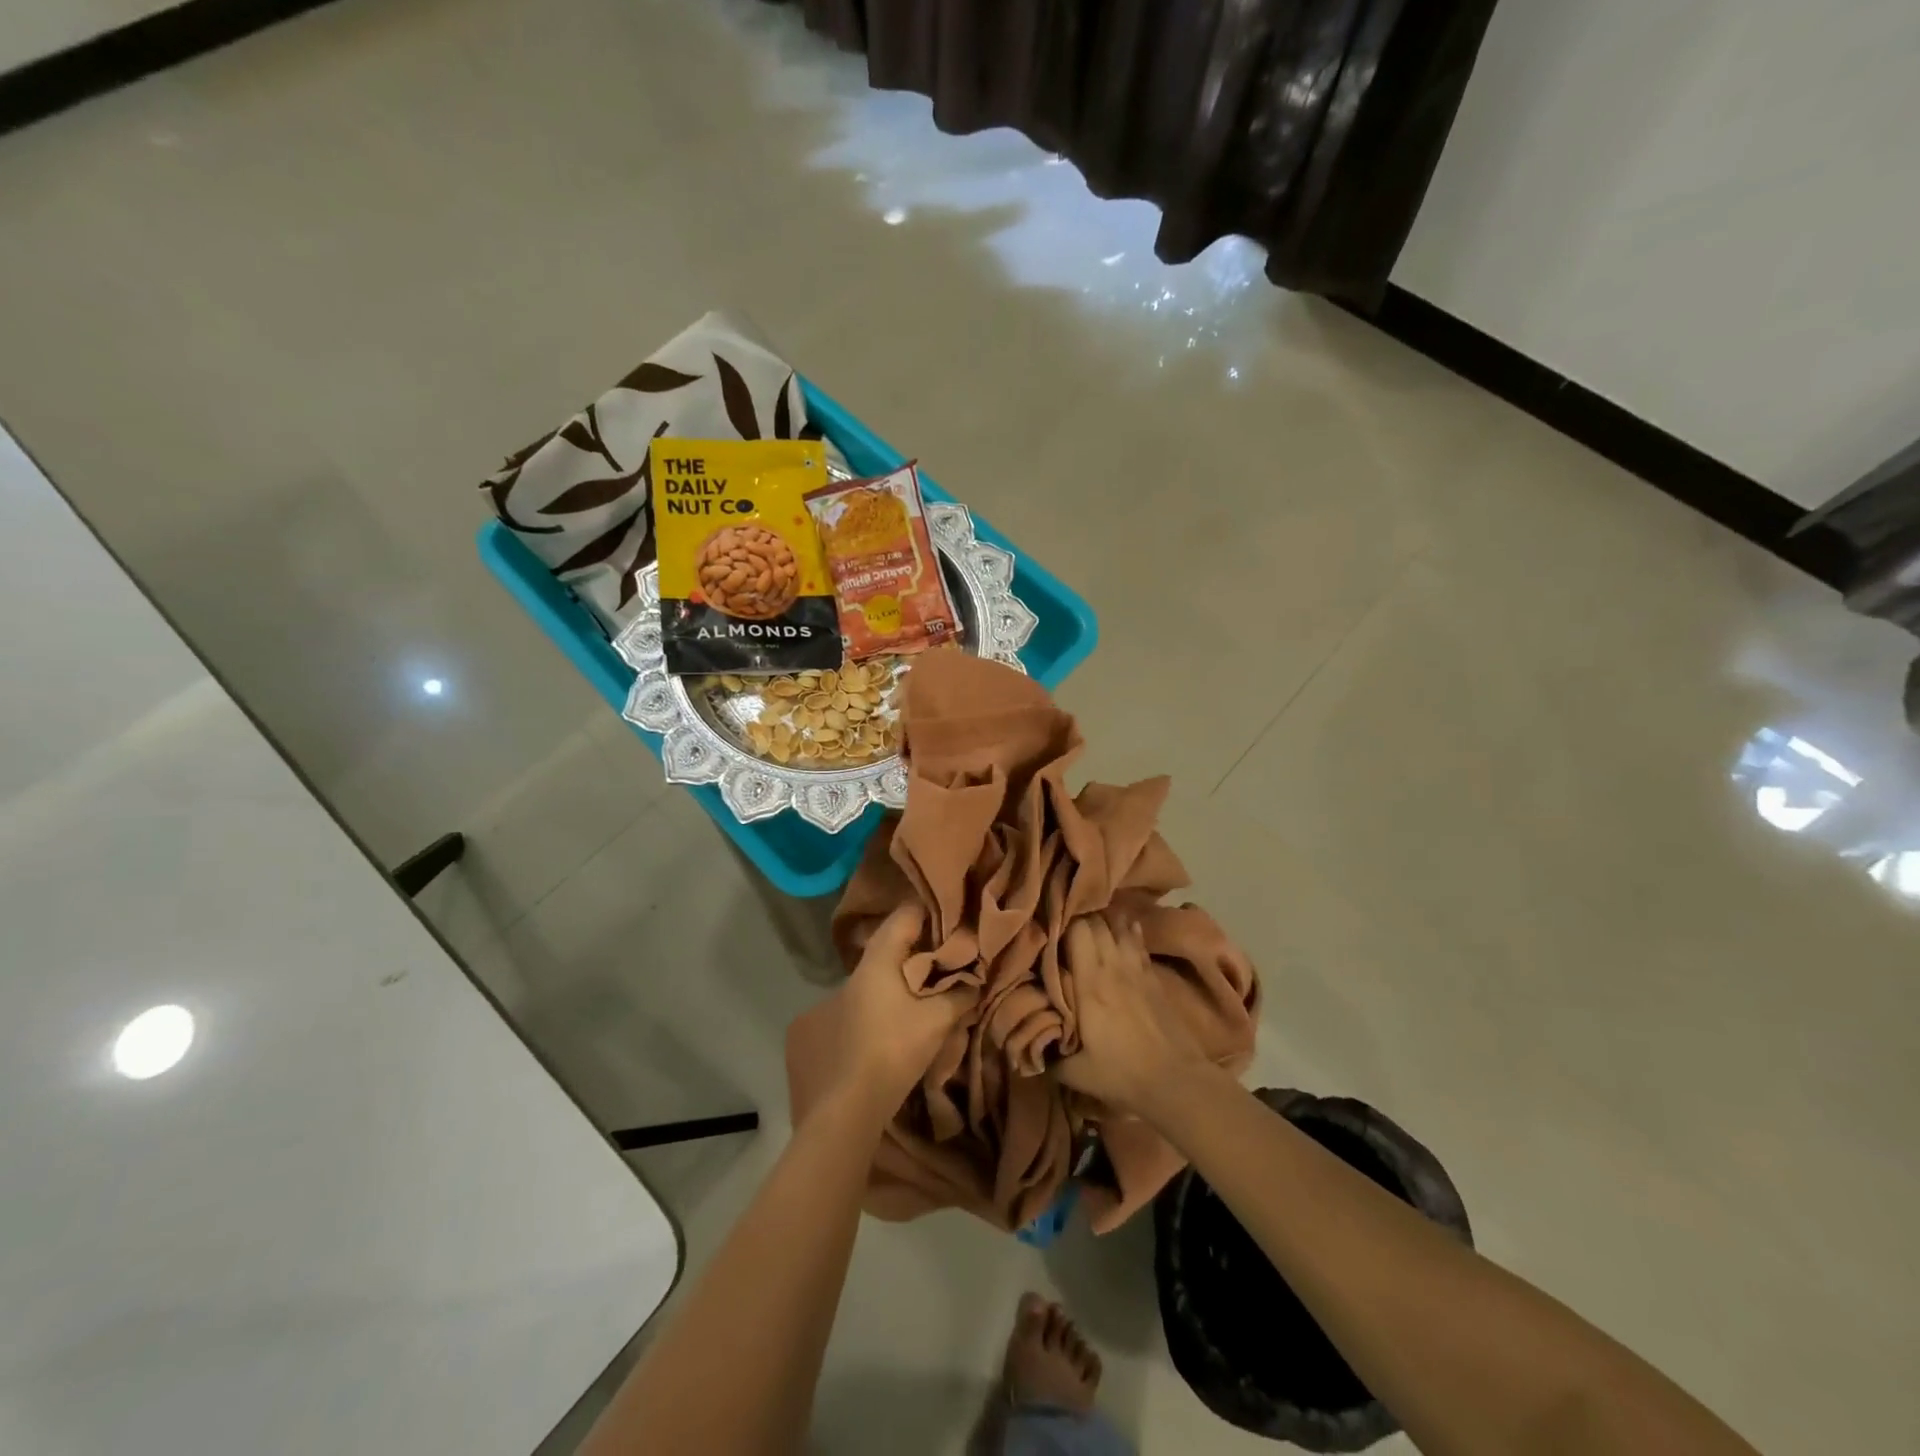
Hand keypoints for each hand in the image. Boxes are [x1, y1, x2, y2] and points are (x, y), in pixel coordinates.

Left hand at [827, 903, 976, 1119]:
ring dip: (918, 962)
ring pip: (892, 962)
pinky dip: (908, 981)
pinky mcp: (857, 1012)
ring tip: (950, 966)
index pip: (906, 914)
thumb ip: (960, 994)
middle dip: (930, 937)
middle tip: (961, 940)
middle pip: (899, 937)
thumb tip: (976, 980)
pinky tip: (928, 994)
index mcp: (879, 958)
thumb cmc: (894, 1048)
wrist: (852, 1100)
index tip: (960, 911)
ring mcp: (857, 991)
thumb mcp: (936, 1019)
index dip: (934, 909)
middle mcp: (863, 968)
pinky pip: (887, 982)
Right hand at [1056, 914, 1207, 1117]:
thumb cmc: (1123, 1074)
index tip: (1048, 925)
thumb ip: (1050, 1056)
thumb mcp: (1077, 1073)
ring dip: (1103, 921)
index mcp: (1090, 983)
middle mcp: (1112, 966)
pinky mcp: (1154, 975)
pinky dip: (1127, 930)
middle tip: (1064, 923)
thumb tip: (1031, 1048)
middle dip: (1079, 917)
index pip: (1076, 931)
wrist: (1176, 1080)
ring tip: (1090, 921)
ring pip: (1118, 926)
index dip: (1061, 922)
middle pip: (1096, 922)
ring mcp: (1136, 968)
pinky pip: (1137, 940)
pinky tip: (1123, 928)